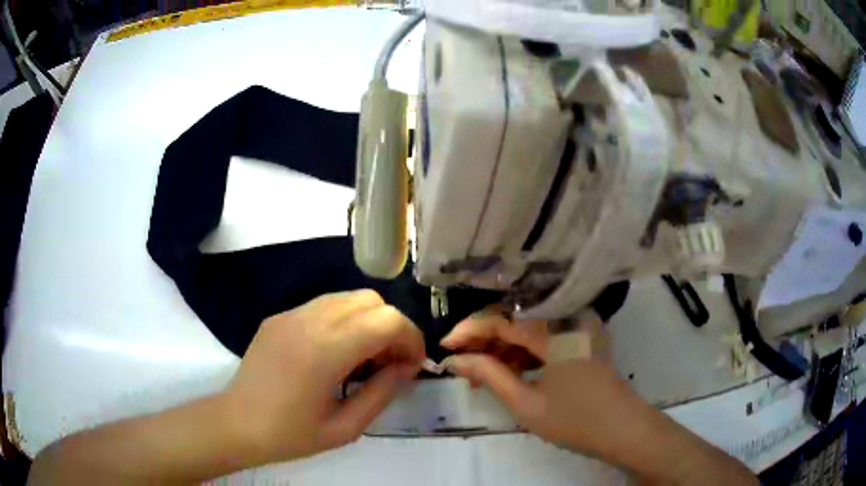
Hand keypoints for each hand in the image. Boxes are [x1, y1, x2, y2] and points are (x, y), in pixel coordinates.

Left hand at [223, 290, 424, 463]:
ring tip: (364, 359)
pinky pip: (324, 306)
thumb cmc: (290, 435)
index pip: (387, 320)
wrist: (235, 424)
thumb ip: (382, 394)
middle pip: (370, 300)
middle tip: (389, 363)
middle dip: (392, 328)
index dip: (411, 339)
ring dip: (368, 322)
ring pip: (348, 297)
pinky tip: (336, 353)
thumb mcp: (345, 428)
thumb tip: (404, 368)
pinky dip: (344, 321)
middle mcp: (308, 321)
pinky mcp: (279, 317)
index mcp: (325, 351)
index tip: (411, 367)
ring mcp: (290, 314)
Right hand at [442, 309, 757, 485]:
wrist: (624, 430)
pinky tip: (508, 371)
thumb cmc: (576, 420)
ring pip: (530, 328)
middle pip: (515, 319)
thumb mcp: (526, 403)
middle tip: (461, 364)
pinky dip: (524, 353)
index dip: (469, 331)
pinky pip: (546, 337)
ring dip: (503, 348)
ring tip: (481, 374)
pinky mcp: (583, 337)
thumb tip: (455, 360)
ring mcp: (579, 325)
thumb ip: (489, 375)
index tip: (444, 347)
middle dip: (484, 341)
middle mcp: (569, 316)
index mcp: (556, 329)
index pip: (502, 319)